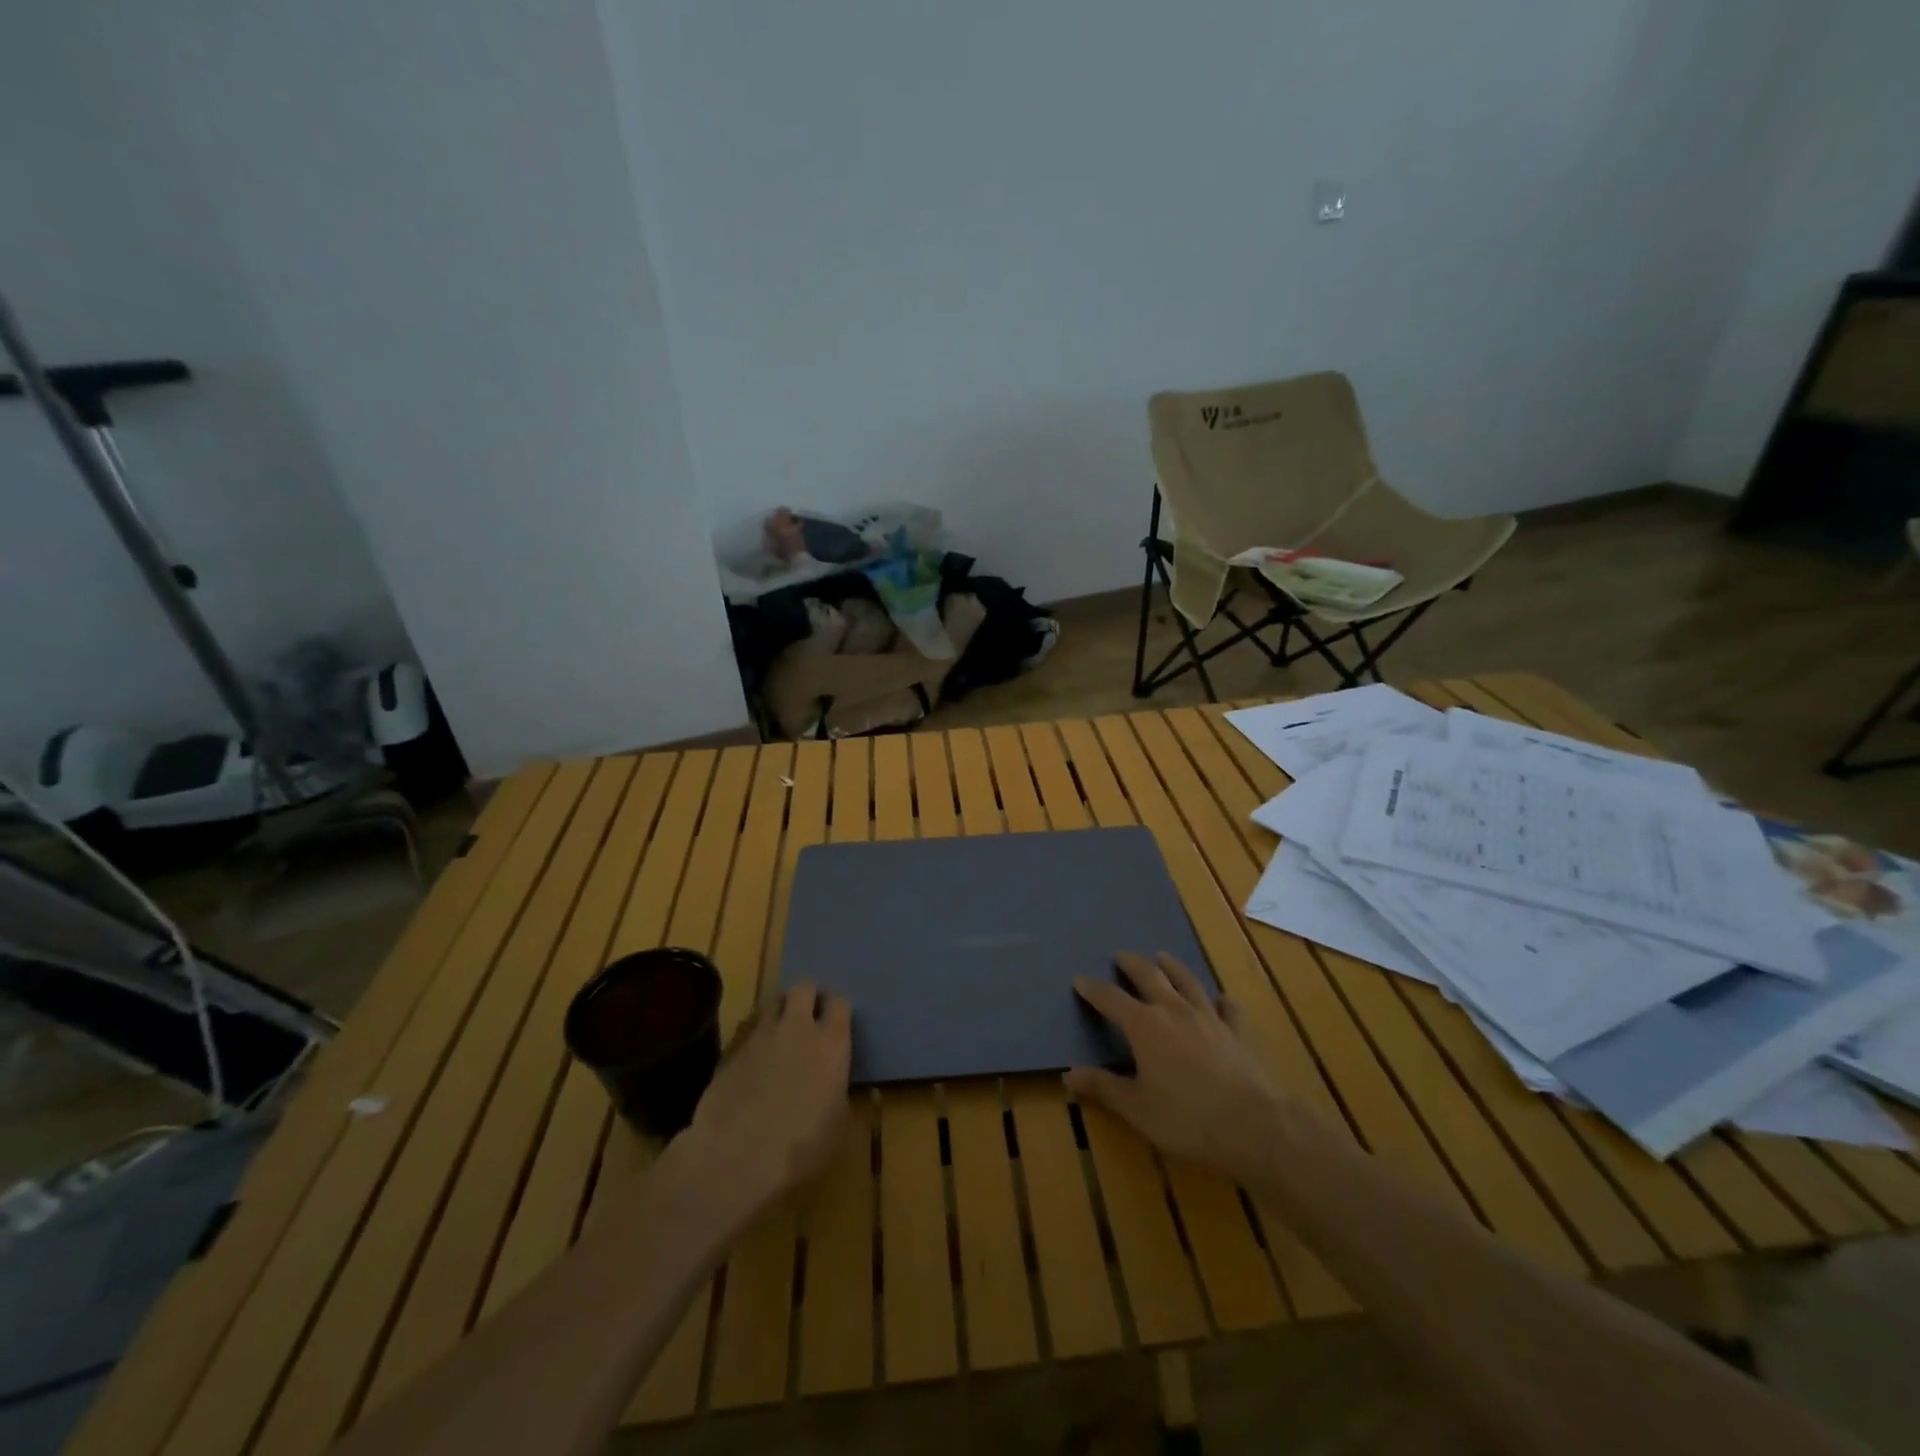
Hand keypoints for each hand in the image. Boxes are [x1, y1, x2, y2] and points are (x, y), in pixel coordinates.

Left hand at [674, 983, 851, 1223]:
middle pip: (803, 987)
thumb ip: (838, 1092)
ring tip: (778, 1034)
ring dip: (778, 1013)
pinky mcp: (729, 1050)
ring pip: (771, 1002)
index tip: (836, 1021)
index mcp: (831, 1043)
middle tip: (807, 1017)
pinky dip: (753, 1038)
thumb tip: (833, 1085)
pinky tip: (752, 1060)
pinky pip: (746, 1031)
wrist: (736, 1160)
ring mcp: (759, 1036)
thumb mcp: (837, 1125)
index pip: (840, 1002)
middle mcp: (796, 1028)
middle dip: (806, 997)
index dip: (837, 1008)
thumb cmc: (801, 1148)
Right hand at [1066, 952, 1286, 1184]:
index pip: (1111, 999)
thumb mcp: (1137, 1109)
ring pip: (1187, 981)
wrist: (1254, 1125)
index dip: (1093, 989)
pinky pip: (1228, 1007)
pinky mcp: (1238, 1031)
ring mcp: (1209, 1017)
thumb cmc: (1187, 1119)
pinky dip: (1220, 1000)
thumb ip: (1104, 1088)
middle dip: (1132, 964)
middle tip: (1120, 955)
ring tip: (1163, 957)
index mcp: (1144, 1026)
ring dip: (1172, 967)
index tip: (1080, 979)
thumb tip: (1068, 1075)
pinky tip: (1220, 999)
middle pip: (1149, 976)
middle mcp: (1174, 1011)